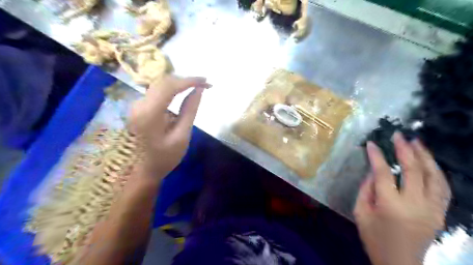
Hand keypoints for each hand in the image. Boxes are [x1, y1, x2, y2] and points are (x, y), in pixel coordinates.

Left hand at [128, 76, 210, 178]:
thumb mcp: (182, 136)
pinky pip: (157, 92)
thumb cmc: (164, 157)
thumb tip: (199, 90)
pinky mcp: (139, 107)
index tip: (206, 81)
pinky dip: (172, 89)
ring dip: (180, 84)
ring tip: (197, 87)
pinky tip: (184, 93)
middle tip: (205, 84)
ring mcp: (137, 105)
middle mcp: (139, 104)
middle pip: (164, 82)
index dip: (189, 80)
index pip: (170, 86)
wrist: (141, 171)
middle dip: (186, 80)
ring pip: (160, 85)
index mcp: (149, 114)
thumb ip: (190, 110)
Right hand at [354, 132, 449, 264]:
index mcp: (390, 206)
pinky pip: (443, 189)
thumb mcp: (360, 213)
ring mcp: (432, 210)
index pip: (383, 173)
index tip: (371, 143)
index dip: (377, 156)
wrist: (399, 264)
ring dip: (426, 157)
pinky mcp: (440, 214)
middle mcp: (415, 205)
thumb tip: (373, 172)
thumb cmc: (374, 238)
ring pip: (434, 177)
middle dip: (405, 150)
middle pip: (414, 171)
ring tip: (417, 142)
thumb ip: (365, 190)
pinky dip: (436, 172)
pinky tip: (429, 163)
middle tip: (399, 135)